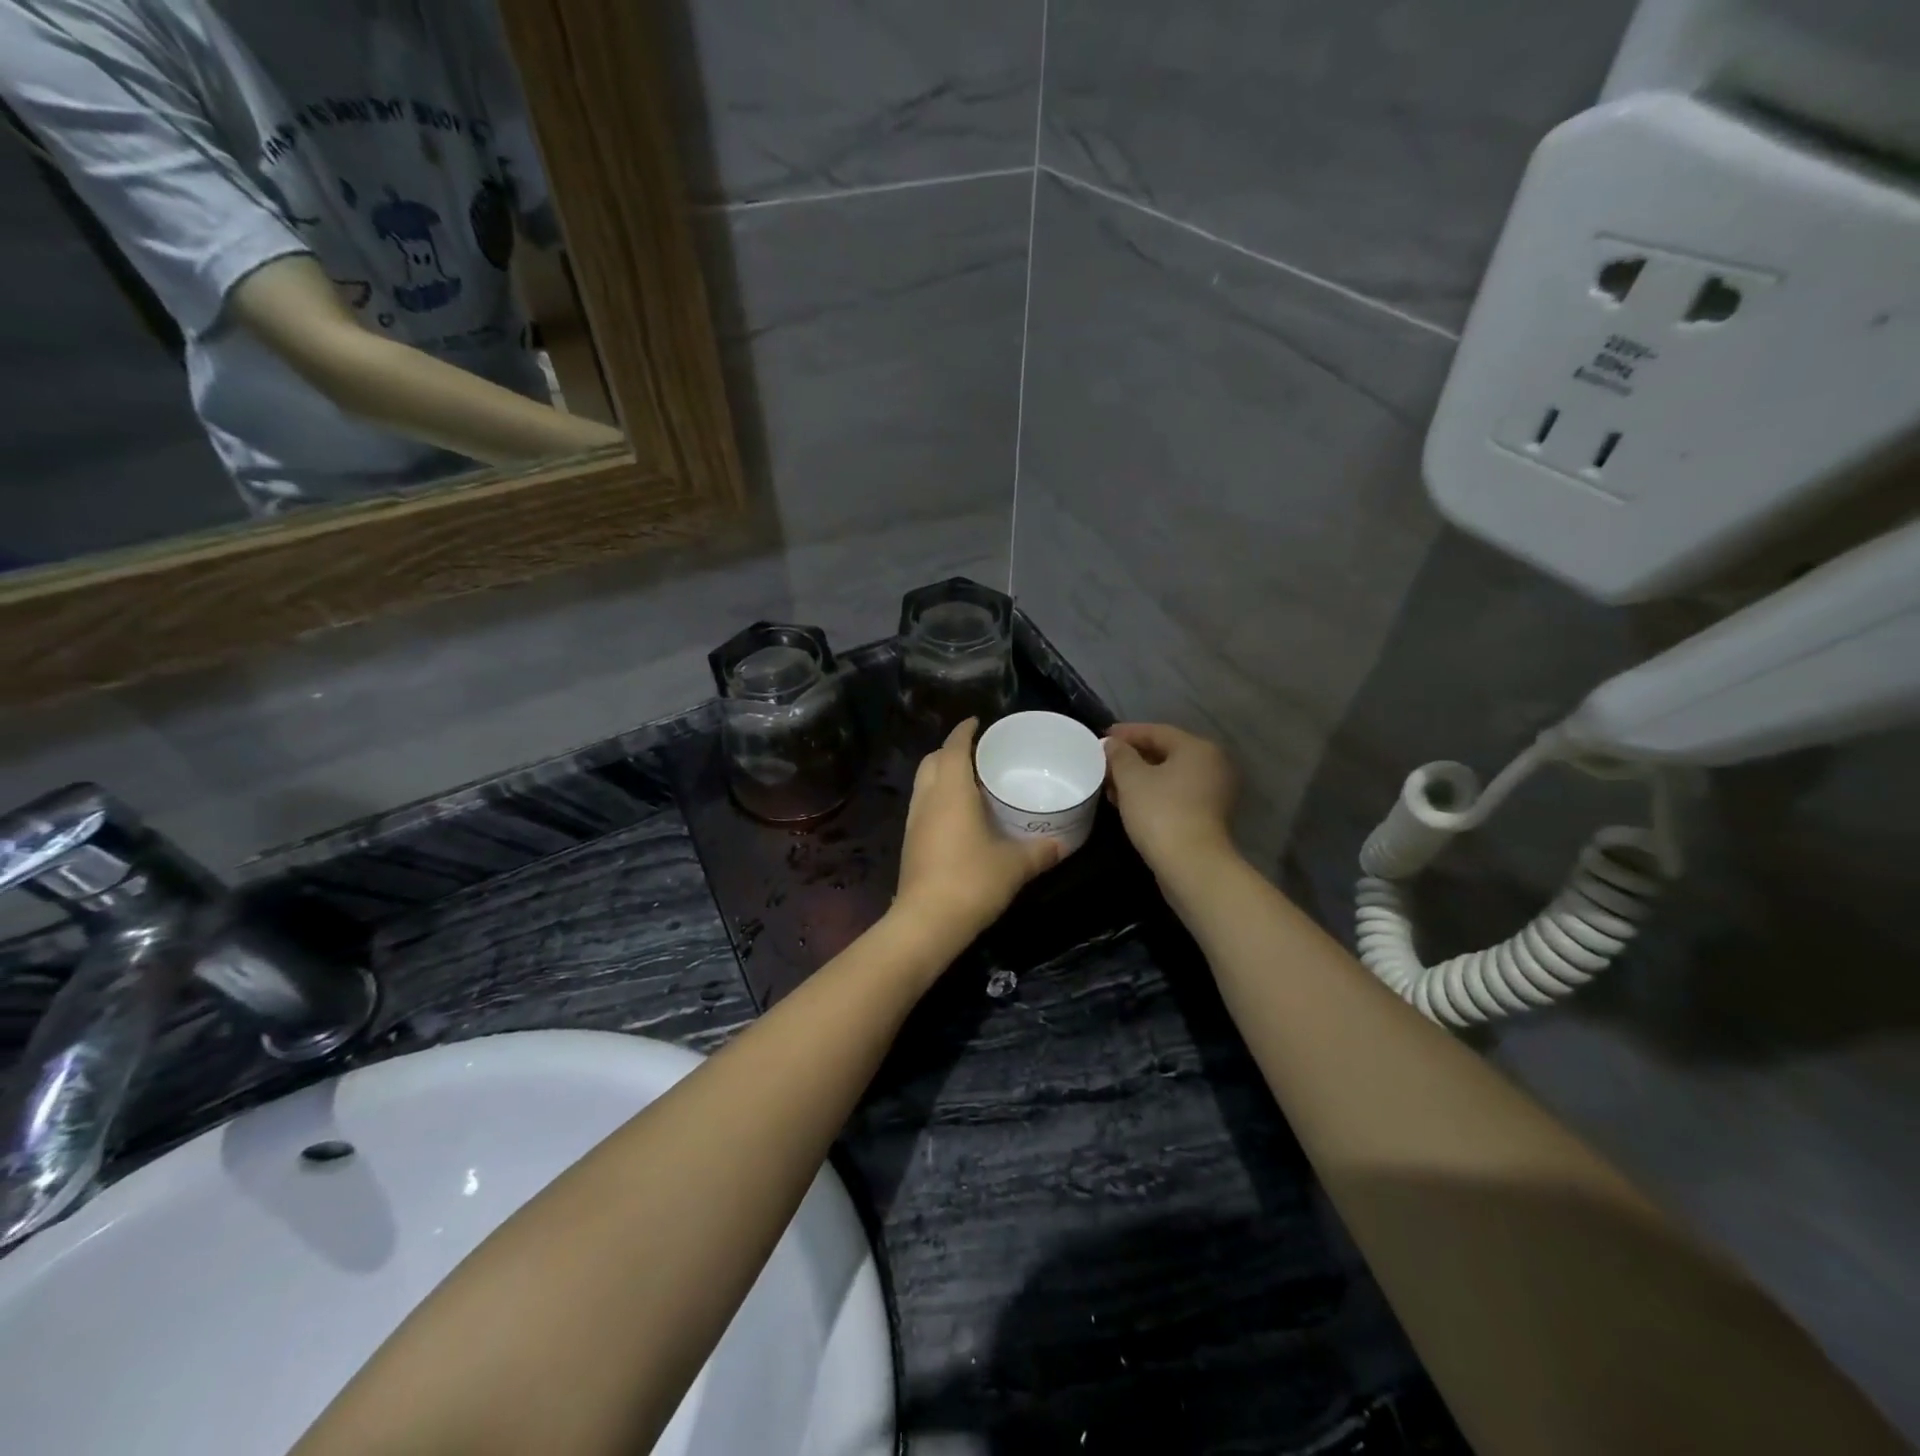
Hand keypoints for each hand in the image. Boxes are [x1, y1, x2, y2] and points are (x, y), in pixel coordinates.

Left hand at [894, 719, 1063, 942]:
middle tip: (979, 754)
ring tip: (971, 782)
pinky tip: (959, 816)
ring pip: (924, 783)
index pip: (954, 746)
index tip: (978, 722)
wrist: (927, 922)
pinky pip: (923, 806)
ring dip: (942, 774)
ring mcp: (914, 821)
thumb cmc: (972, 881)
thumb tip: (1061, 844)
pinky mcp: (910, 842)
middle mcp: (928, 798)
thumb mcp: (1015, 865)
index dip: (965, 730)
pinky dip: (938, 798)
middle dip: (952, 750)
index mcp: (951, 790)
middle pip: (933, 760)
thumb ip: (1039, 851)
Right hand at [1103, 723, 1238, 878]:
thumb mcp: (1132, 779)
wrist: (1191, 865)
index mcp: (1197, 748)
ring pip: (1169, 775)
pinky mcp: (1208, 815)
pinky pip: (1175, 793)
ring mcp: (1213, 791)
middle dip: (1132, 757)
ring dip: (1139, 777)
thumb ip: (1119, 755)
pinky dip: (1152, 793)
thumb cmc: (1160, 813)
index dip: (1126, 733)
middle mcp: (1212, 764)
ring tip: (1110, 784)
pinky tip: (1128, 802)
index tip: (1101, 737)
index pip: (1156, 731)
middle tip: (1104, 762)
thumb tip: (1112, 744)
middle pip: (1165, 752)